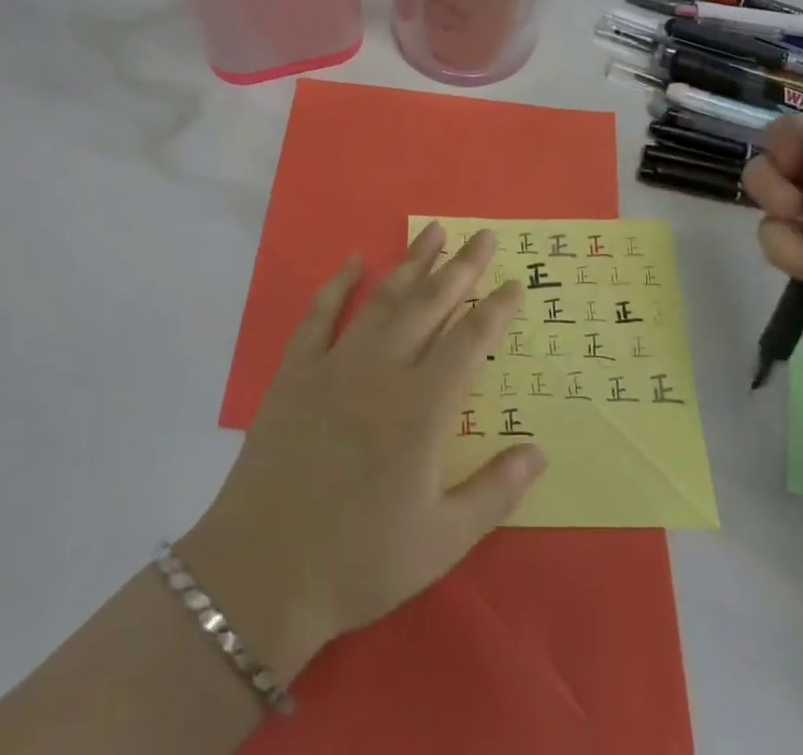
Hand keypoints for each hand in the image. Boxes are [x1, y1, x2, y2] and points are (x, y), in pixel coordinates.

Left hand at [176, 224, 545, 685]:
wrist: (263, 570)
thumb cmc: (360, 561)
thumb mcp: (442, 542)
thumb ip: (495, 492)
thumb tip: (540, 450)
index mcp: (423, 408)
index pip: (470, 342)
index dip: (495, 309)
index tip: (514, 283)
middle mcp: (383, 371)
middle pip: (430, 305)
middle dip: (461, 267)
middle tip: (482, 234)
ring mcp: (336, 365)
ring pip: (382, 300)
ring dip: (410, 263)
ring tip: (433, 231)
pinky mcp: (296, 372)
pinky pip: (320, 315)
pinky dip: (337, 284)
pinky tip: (353, 261)